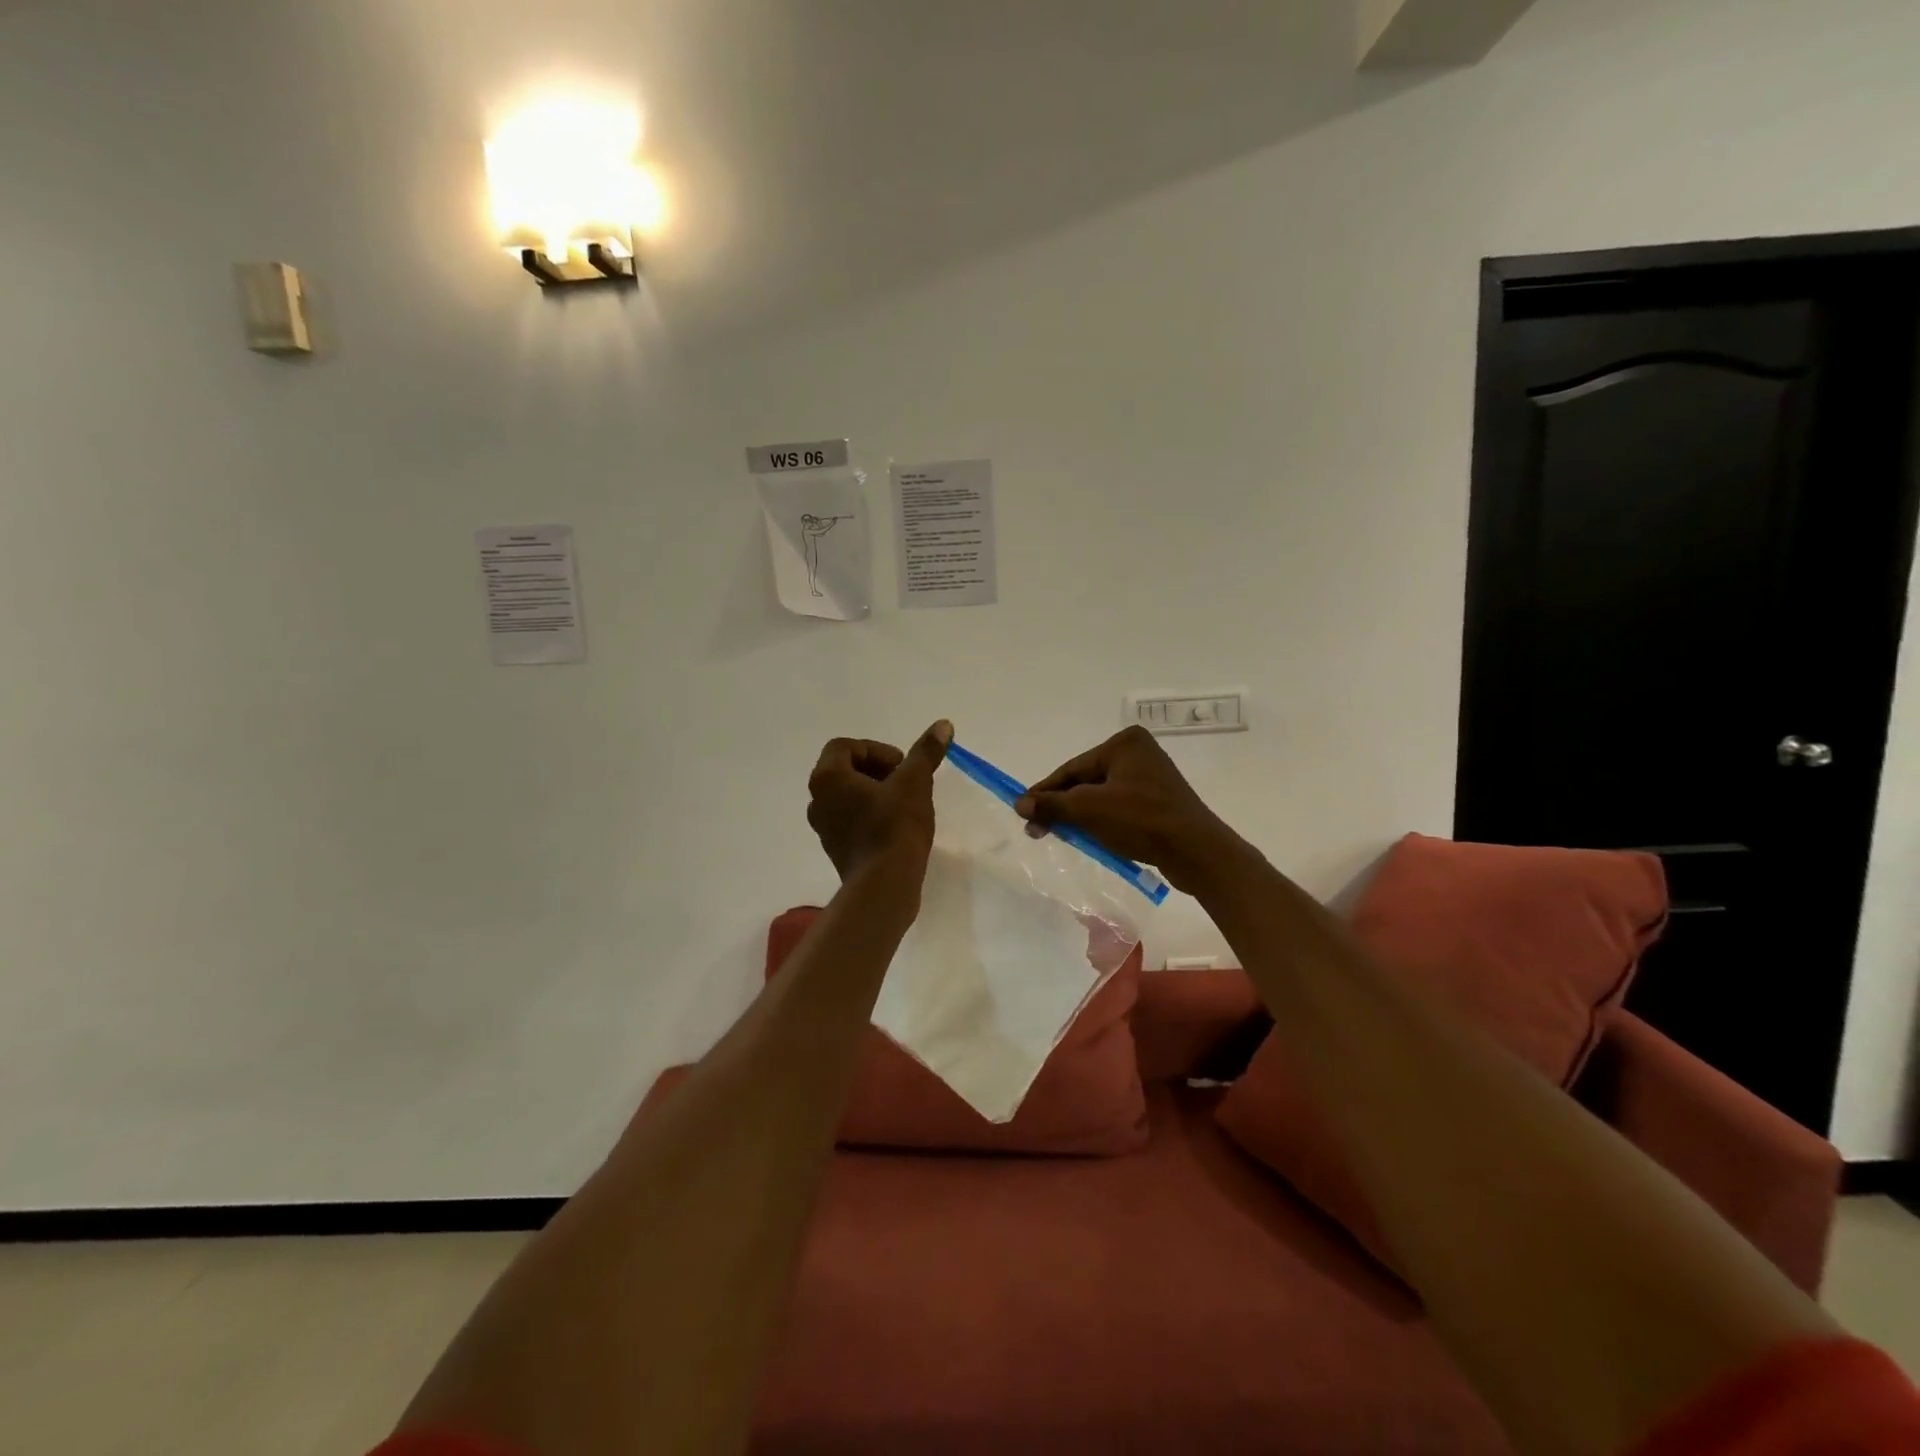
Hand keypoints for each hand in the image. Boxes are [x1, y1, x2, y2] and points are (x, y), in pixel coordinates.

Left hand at [806, 721, 952, 884]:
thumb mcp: (915, 782)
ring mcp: (824, 828)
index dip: (877, 750)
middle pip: (845, 770)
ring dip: (874, 793)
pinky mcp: (835, 850)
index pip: (845, 746)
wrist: (884, 885)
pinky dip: (870, 815)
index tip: (902, 765)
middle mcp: (818, 800)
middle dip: (877, 770)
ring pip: (848, 797)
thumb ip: (926, 752)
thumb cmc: (895, 826)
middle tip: (906, 781)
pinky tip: (896, 827)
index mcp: (827, 778)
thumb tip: (943, 724)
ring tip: (904, 803)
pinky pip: (850, 820)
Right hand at [1015, 725, 1239, 892]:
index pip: (1072, 768)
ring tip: (1060, 836)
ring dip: (1080, 816)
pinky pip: (1120, 808)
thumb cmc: (1141, 820)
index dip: (1044, 792)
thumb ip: (1052, 804)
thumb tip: (1019, 803)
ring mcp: (1152, 778)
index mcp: (1124, 743)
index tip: (1022, 811)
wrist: (1196, 852)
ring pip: (1101, 796)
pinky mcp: (1160, 802)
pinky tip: (1090, 838)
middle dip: (1062, 806)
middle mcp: (1139, 753)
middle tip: (1037, 830)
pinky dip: (1102, 821)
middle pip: (1086, 781)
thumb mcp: (1089, 809)